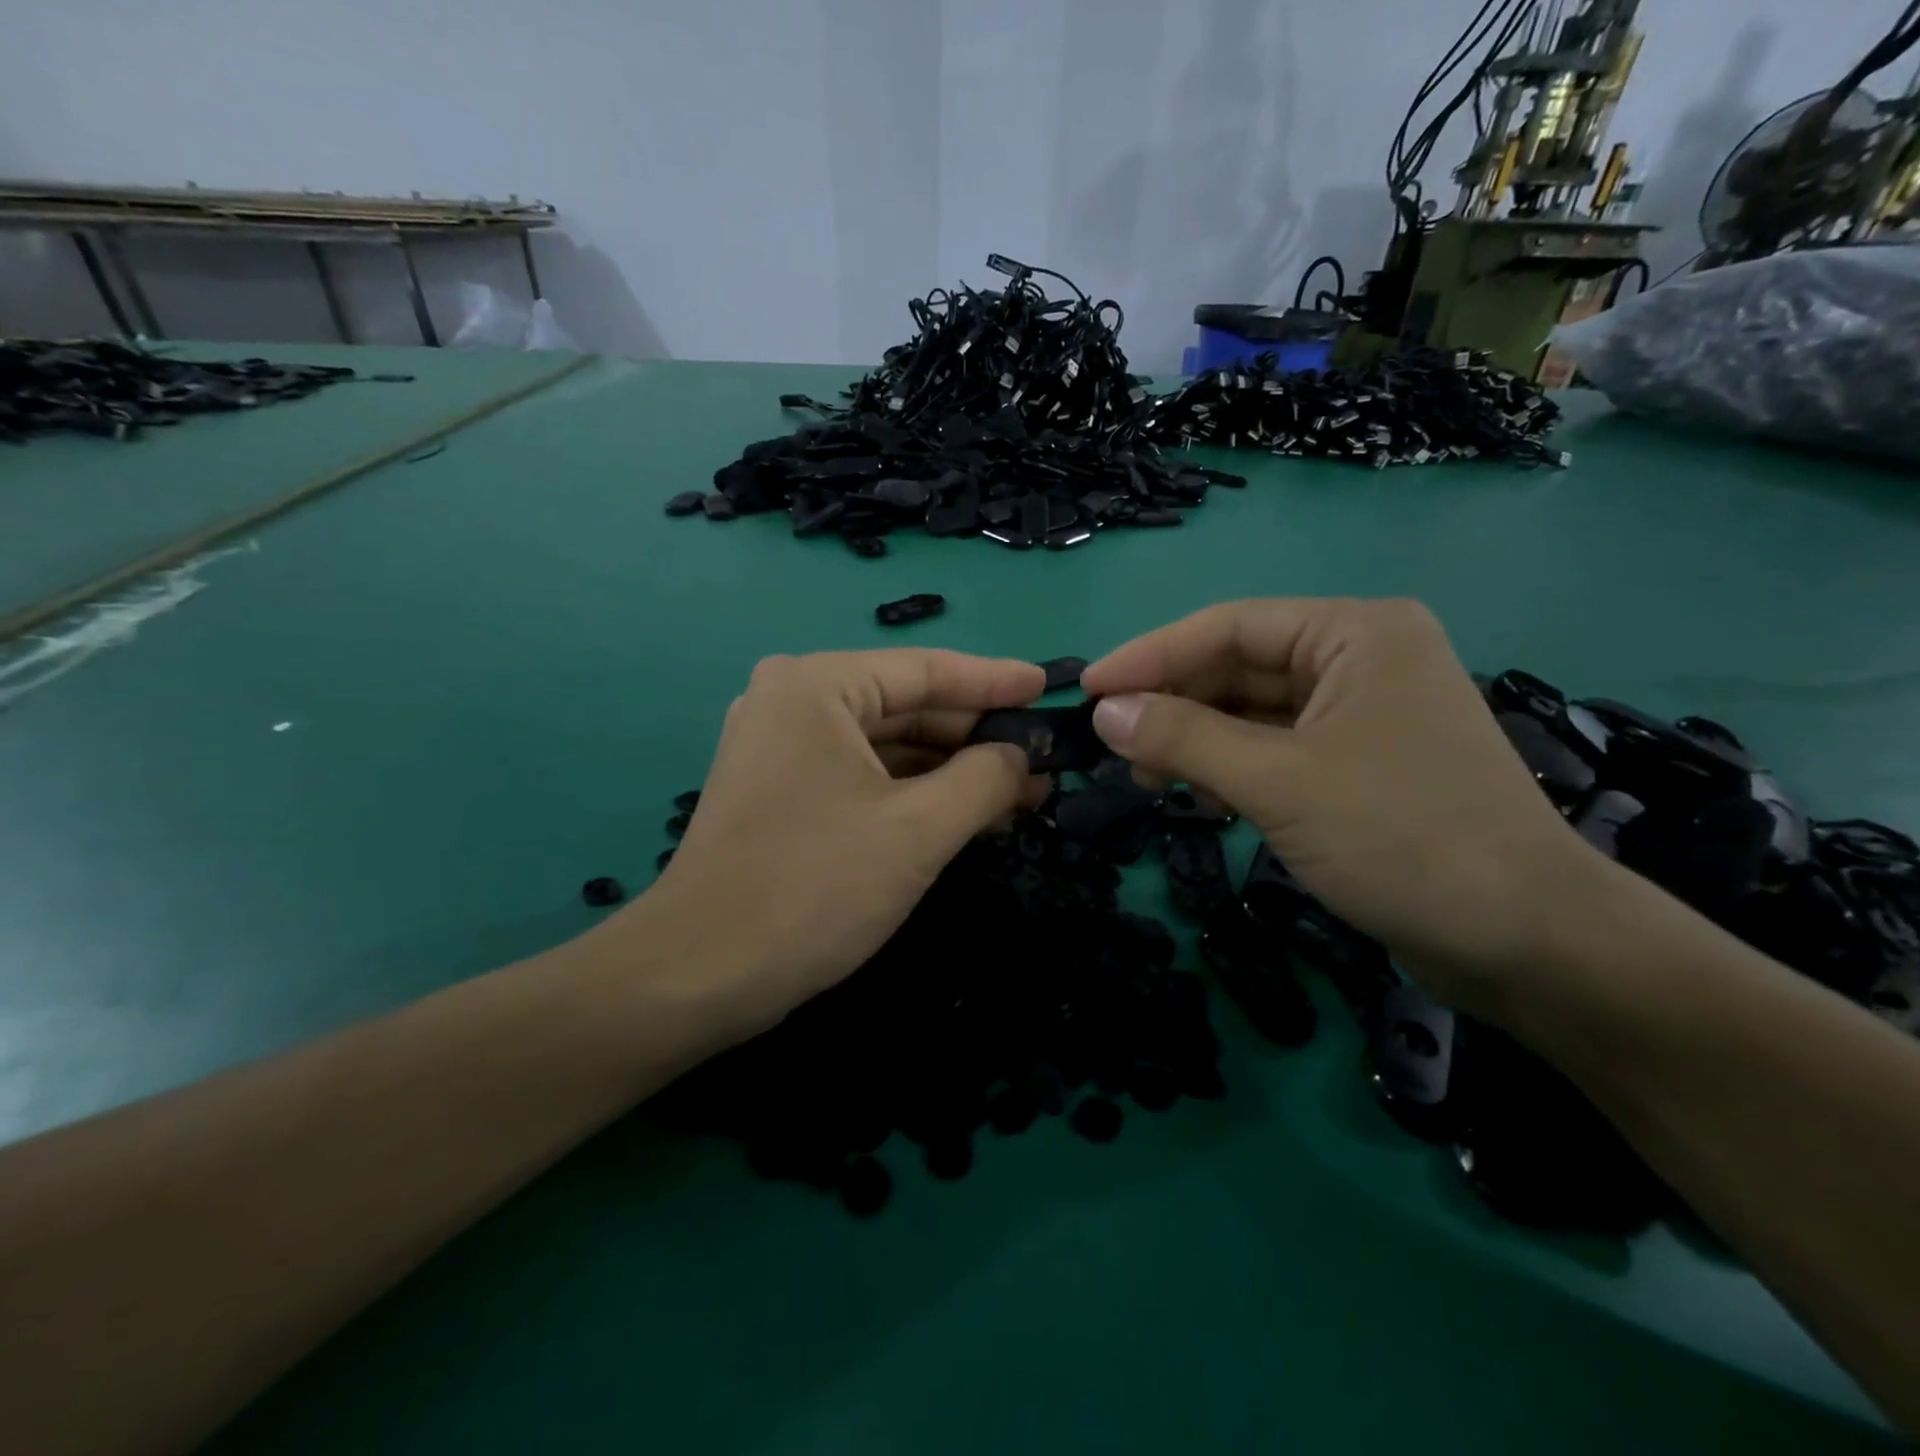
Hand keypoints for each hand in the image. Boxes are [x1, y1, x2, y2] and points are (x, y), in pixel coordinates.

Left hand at [604, 649, 1045, 1039]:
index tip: (1048, 688)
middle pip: (906, 706)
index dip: (995, 682)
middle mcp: (792, 700)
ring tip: (1018, 791)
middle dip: (975, 736)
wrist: (700, 974)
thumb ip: (984, 779)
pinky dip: (913, 792)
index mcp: (817, 685)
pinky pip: (862, 774)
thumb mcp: (918, 830)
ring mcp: (780, 746)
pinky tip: (962, 812)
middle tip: (1042, 759)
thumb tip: (1021, 755)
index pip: (926, 670)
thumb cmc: (814, 887)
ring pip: (886, 745)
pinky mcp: (779, 789)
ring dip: (949, 769)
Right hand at [1080, 598, 1596, 1014]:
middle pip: (1238, 667)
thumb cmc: (1401, 838)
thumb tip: (1104, 712)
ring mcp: (1362, 714)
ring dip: (1196, 740)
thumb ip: (1182, 739)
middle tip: (1114, 746)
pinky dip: (1230, 767)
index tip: (1089, 690)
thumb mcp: (1277, 782)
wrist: (1526, 943)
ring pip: (1252, 712)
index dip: (1150, 656)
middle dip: (1174, 705)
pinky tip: (1199, 794)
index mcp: (1355, 633)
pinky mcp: (1359, 764)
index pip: (1228, 627)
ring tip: (1149, 778)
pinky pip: (1275, 748)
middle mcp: (1360, 659)